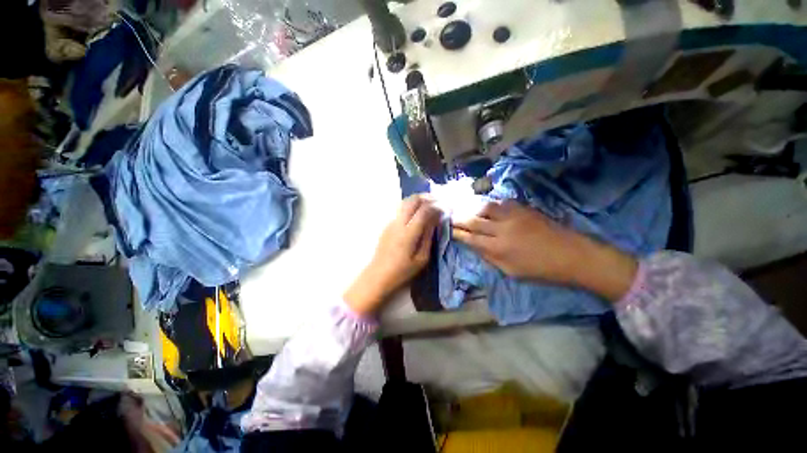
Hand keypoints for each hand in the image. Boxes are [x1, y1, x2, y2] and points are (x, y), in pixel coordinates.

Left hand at [344, 195, 441, 315]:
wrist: (378, 275)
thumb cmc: (402, 271)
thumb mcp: (421, 258)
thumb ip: (429, 237)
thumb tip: (436, 221)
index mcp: (408, 233)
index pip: (424, 211)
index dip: (436, 206)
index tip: (445, 209)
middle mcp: (399, 223)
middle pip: (412, 200)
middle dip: (427, 197)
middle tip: (438, 201)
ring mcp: (391, 222)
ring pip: (405, 202)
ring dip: (418, 200)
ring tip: (429, 204)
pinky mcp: (387, 225)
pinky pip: (401, 210)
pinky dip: (411, 206)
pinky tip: (418, 213)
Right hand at [452, 200, 636, 301]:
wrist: (572, 255)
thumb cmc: (541, 269)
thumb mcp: (511, 271)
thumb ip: (490, 258)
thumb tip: (475, 247)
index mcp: (498, 248)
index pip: (470, 238)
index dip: (458, 233)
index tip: (449, 229)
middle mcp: (502, 229)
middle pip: (474, 221)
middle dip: (459, 218)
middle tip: (450, 216)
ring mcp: (513, 216)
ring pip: (486, 207)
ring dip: (473, 207)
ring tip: (466, 208)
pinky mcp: (524, 209)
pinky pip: (502, 203)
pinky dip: (491, 204)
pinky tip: (487, 206)